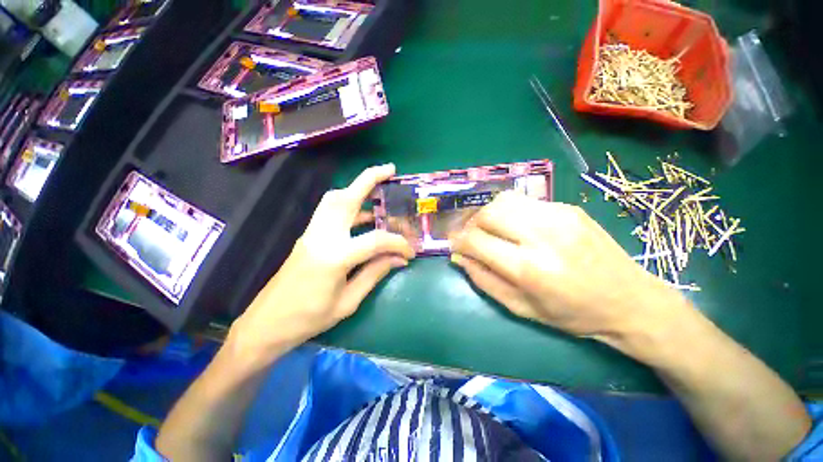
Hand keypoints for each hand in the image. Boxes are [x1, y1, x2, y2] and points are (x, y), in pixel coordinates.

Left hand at [231, 164, 414, 361]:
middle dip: (369, 179)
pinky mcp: (308, 235)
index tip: (410, 252)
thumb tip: (399, 259)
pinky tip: (364, 215)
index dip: (397, 243)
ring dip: (356, 188)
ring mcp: (311, 233)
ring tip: (378, 189)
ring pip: (334, 199)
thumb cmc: (309, 319)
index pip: (375, 240)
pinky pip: (330, 210)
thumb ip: (375, 273)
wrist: (267, 323)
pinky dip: (349, 205)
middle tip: (390, 170)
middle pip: (346, 198)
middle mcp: (322, 237)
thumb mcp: (348, 302)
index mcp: (334, 257)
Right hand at [449, 191, 687, 341]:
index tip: (455, 245)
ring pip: (503, 200)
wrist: (631, 301)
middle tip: (471, 236)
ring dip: (488, 214)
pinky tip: (515, 226)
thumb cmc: (572, 314)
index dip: (459, 241)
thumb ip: (484, 280)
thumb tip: (459, 257)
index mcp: (529, 269)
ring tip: (489, 229)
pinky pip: (524, 202)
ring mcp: (558, 216)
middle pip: (488, 213)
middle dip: (471, 223)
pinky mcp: (568, 208)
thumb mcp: (521, 308)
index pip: (476, 240)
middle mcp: (542, 235)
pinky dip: (509, 212)